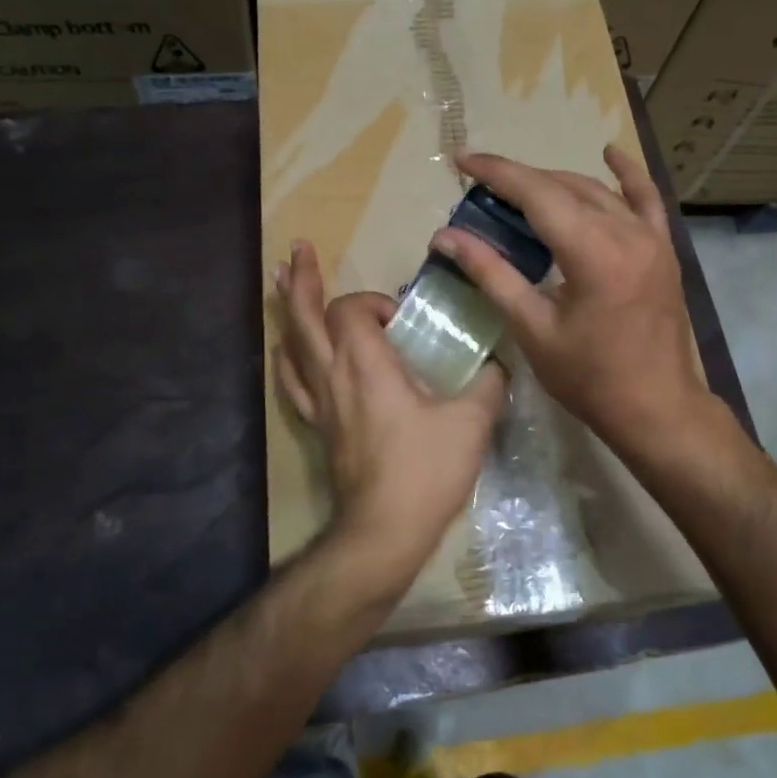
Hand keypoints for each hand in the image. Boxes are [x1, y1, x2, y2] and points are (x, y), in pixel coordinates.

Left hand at [275, 240, 506, 598]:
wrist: (384, 530)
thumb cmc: (425, 471)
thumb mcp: (471, 422)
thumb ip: (488, 383)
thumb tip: (498, 364)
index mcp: (366, 364)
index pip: (352, 310)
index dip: (373, 302)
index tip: (401, 318)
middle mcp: (333, 374)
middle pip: (303, 315)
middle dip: (300, 278)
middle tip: (297, 247)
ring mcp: (319, 402)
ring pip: (291, 343)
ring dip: (286, 308)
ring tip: (279, 280)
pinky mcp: (318, 426)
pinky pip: (292, 381)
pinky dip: (287, 356)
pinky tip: (284, 349)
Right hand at [432, 146, 711, 459]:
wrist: (656, 408)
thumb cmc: (589, 377)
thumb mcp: (532, 328)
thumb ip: (492, 274)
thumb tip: (446, 237)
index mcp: (593, 252)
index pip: (537, 194)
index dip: (497, 173)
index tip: (463, 160)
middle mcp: (626, 232)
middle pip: (564, 187)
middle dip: (520, 180)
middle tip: (480, 187)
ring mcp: (651, 237)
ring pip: (596, 192)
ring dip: (555, 184)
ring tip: (518, 189)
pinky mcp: (663, 249)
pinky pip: (645, 200)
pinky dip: (625, 176)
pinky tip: (610, 153)